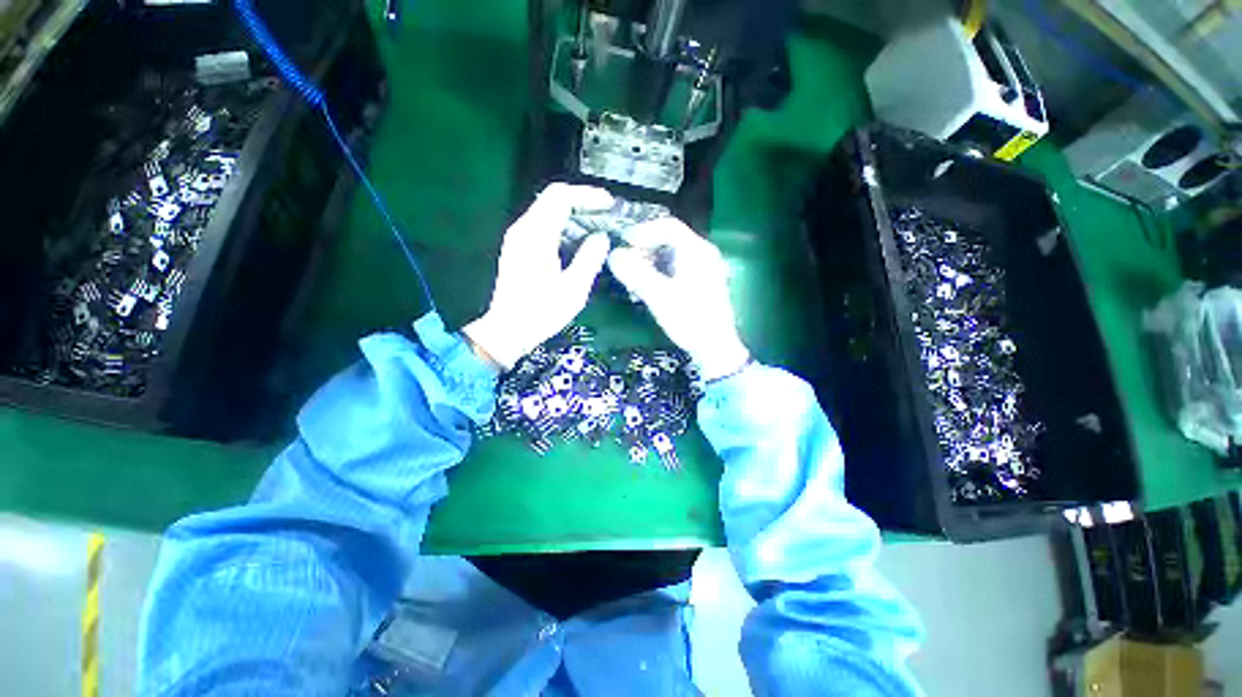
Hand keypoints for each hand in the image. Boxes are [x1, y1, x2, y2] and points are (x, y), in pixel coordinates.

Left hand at [463, 183, 612, 369]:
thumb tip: (602, 237)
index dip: (588, 195)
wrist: (508, 331)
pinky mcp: (520, 248)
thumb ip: (590, 258)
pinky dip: (566, 226)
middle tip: (608, 214)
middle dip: (583, 201)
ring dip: (575, 213)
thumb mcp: (573, 289)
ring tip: (600, 226)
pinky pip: (545, 225)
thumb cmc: (541, 313)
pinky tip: (581, 240)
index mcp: (535, 236)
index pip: (561, 197)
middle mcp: (523, 229)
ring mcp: (519, 237)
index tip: (610, 204)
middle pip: (553, 198)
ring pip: (549, 211)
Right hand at [608, 217, 750, 380]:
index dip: (643, 230)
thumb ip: (635, 273)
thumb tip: (613, 254)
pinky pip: (678, 266)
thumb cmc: (689, 319)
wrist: (715, 348)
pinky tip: (649, 284)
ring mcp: (705, 268)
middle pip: (671, 238)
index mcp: (697, 251)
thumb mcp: (659, 296)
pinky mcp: (702, 283)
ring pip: (673, 253)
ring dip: (651, 259)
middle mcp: (704, 254)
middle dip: (645, 246)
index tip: (623, 241)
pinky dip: (661, 270)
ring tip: (634, 272)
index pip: (668, 226)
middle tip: (626, 259)